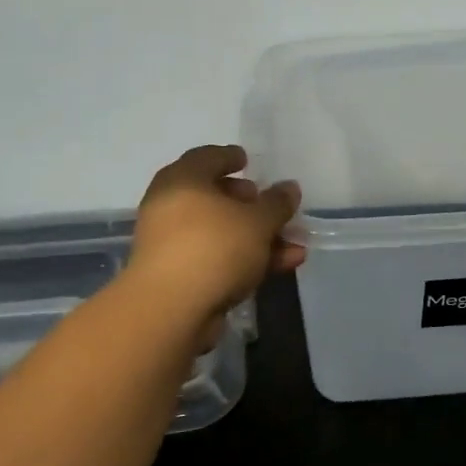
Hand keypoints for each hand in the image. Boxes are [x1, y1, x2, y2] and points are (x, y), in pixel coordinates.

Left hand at [125, 145, 302, 342]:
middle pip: (214, 197)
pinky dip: (247, 259)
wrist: (171, 309)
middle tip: (271, 207)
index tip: (246, 160)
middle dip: (249, 204)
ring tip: (294, 245)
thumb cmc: (214, 248)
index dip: (229, 156)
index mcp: (183, 180)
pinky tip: (282, 266)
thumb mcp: (257, 221)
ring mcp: (173, 244)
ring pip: (221, 232)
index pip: (206, 157)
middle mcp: (171, 207)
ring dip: (258, 237)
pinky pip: (218, 258)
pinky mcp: (180, 276)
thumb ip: (277, 203)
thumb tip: (289, 188)